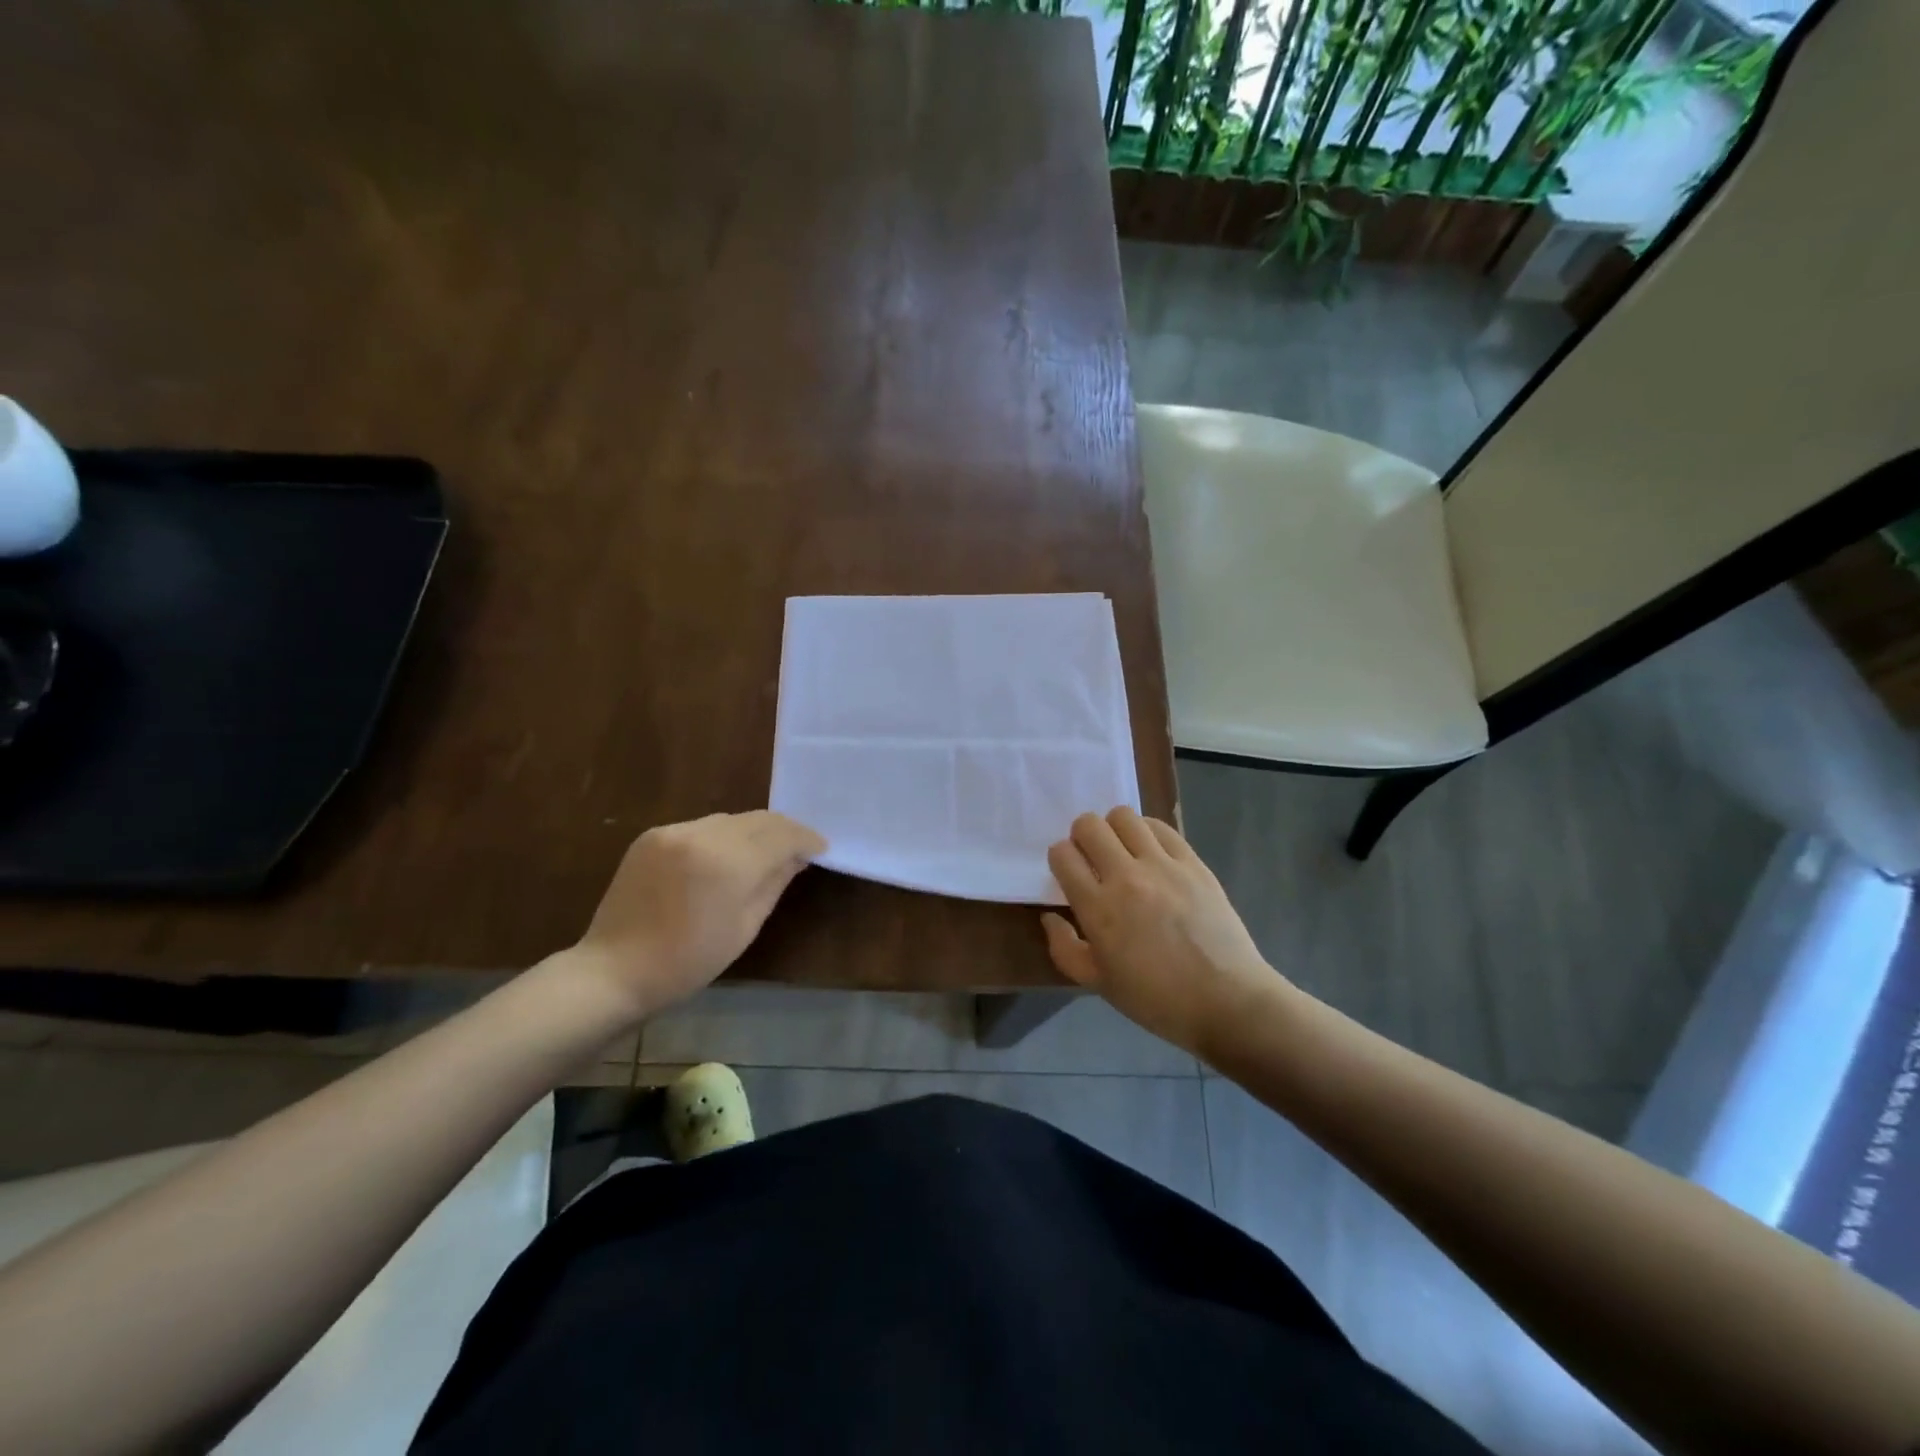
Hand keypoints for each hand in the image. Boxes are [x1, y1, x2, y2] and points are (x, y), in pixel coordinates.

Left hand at [570, 811, 826, 1018]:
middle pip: (758, 819)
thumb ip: (774, 883)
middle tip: (799, 848)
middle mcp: (703, 835)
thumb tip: (797, 857)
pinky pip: (701, 827)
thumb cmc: (688, 961)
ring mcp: (674, 831)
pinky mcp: (653, 835)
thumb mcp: (745, 927)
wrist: (614, 970)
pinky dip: (721, 837)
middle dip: (783, 831)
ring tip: (763, 853)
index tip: (821, 848)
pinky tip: (723, 858)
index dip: (806, 839)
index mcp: (729, 862)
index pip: (782, 835)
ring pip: (730, 820)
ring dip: (752, 832)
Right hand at [1044, 807, 1284, 1059]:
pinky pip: (1161, 827)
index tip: (1068, 874)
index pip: (1062, 855)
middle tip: (1092, 858)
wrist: (1226, 1001)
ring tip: (1122, 851)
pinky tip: (1151, 852)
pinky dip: (1147, 832)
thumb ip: (1064, 948)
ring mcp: (1163, 866)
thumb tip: (1050, 916)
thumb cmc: (1156, 1000)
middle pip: (1089, 825)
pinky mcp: (1193, 862)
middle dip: (1081, 836)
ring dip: (1114, 829)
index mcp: (1098, 908)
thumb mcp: (1098, 984)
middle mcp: (1126, 877)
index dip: (1060, 859)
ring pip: (1124, 817)